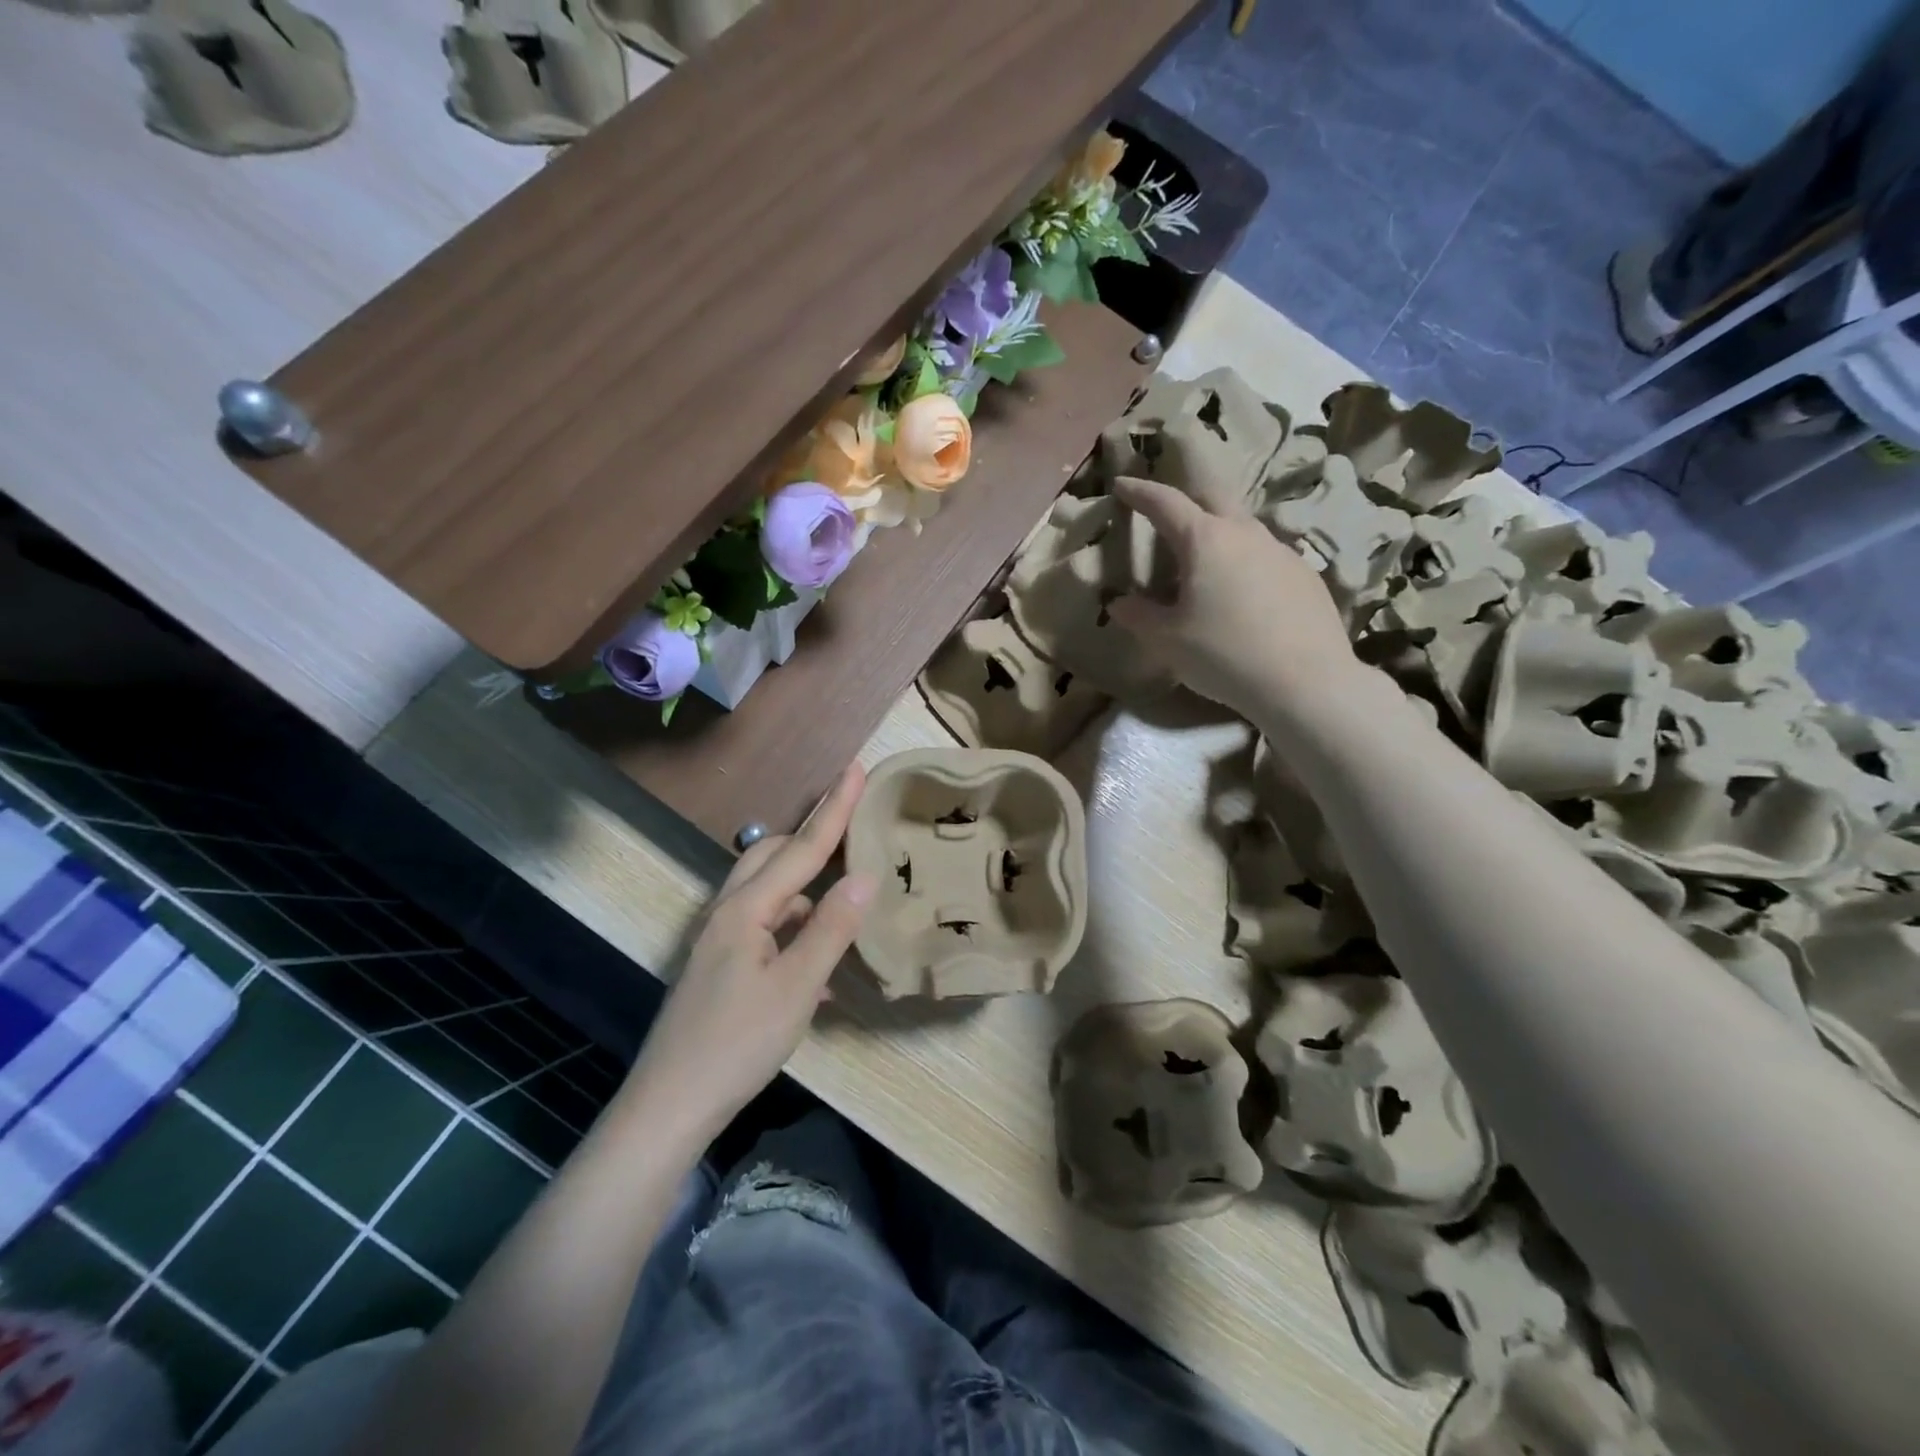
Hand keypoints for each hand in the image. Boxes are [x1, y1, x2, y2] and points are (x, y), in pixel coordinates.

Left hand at [624, 764, 876, 1143]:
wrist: (670, 1105)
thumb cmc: (737, 1043)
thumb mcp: (797, 987)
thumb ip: (832, 928)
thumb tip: (865, 876)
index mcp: (746, 909)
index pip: (802, 848)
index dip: (835, 810)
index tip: (857, 768)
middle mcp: (728, 913)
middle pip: (772, 857)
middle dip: (812, 838)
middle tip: (852, 829)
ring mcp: (720, 941)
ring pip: (768, 893)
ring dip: (806, 887)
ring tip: (845, 897)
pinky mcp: (721, 967)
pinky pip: (765, 927)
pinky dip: (795, 926)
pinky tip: (819, 957)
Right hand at [1108, 475, 1359, 721]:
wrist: (1306, 683)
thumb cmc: (1224, 654)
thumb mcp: (1167, 640)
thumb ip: (1138, 616)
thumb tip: (1120, 602)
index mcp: (1205, 540)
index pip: (1166, 502)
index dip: (1140, 492)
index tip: (1121, 485)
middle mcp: (1245, 533)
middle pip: (1214, 496)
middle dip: (1187, 496)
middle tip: (1168, 512)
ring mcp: (1282, 551)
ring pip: (1244, 526)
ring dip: (1219, 532)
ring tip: (1205, 563)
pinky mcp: (1305, 576)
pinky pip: (1267, 556)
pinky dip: (1245, 562)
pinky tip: (1243, 595)